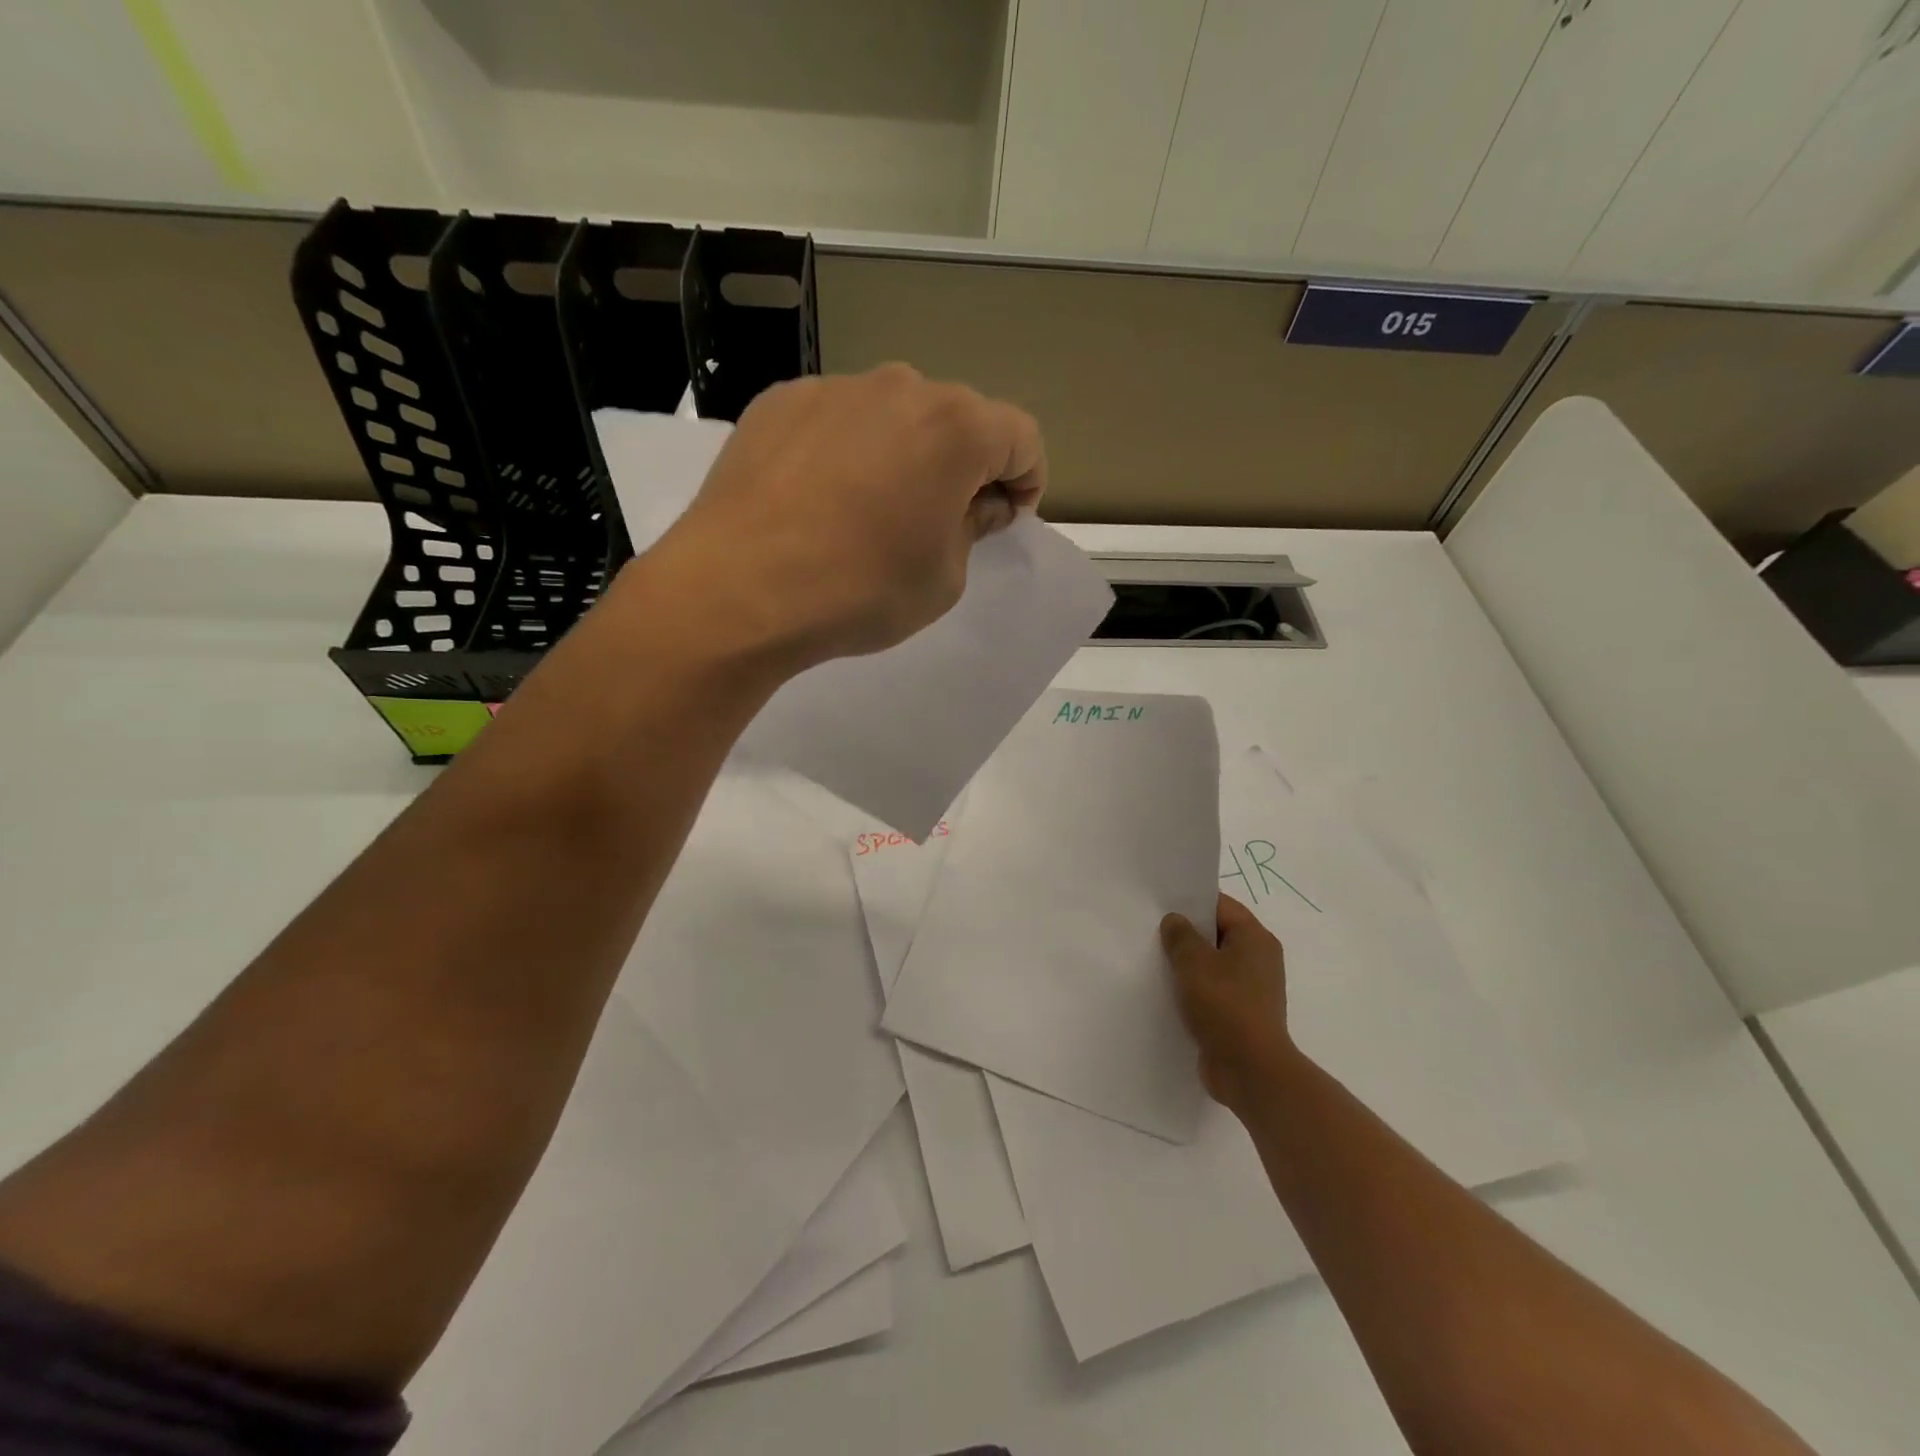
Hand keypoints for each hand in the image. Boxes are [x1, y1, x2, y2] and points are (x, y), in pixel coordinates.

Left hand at [655, 364, 1045, 668]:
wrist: (738, 590)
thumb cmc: (861, 589)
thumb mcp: (944, 578)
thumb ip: (973, 529)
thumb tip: (977, 503)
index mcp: (956, 427)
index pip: (1022, 437)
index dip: (1026, 481)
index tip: (1005, 520)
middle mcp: (900, 387)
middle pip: (957, 418)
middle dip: (965, 466)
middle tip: (942, 520)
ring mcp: (833, 388)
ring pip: (894, 416)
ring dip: (904, 454)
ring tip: (874, 512)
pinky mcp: (779, 402)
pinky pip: (837, 421)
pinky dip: (847, 452)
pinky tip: (821, 501)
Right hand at [1160, 894, 1293, 1113]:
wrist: (1250, 1071)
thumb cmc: (1225, 1006)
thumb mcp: (1193, 962)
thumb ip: (1180, 935)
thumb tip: (1175, 921)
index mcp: (1255, 939)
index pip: (1221, 906)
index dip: (1191, 902)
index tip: (1160, 904)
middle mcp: (1258, 960)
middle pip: (1217, 935)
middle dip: (1186, 934)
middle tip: (1151, 931)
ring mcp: (1251, 990)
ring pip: (1213, 965)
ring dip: (1187, 965)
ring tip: (1154, 961)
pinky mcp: (1240, 1015)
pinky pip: (1213, 992)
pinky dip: (1193, 990)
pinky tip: (1167, 993)